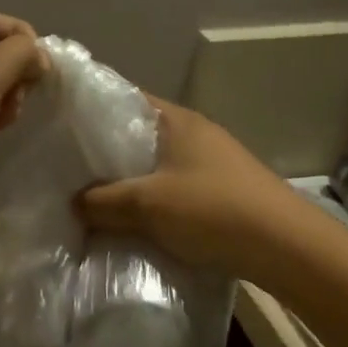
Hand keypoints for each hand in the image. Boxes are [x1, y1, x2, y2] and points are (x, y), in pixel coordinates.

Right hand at [77, 98, 304, 274]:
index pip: (124, 98)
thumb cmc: (213, 210)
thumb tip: (73, 203)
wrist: (287, 247)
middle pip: (138, 134)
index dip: (91, 110)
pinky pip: (174, 188)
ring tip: (94, 200)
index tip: (60, 127)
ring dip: (130, 181)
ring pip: (156, 165)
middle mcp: (195, 133)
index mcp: (176, 120)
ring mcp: (212, 162)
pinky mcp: (222, 191)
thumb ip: (103, 202)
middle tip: (68, 170)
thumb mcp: (147, 205)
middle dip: (105, 153)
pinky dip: (152, 201)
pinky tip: (135, 222)